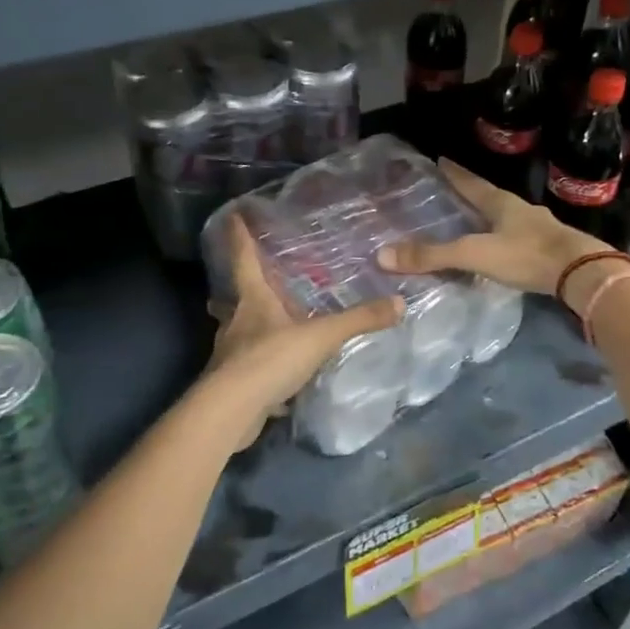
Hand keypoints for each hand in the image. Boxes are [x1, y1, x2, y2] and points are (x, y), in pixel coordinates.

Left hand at [202, 215, 404, 448]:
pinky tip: (273, 376)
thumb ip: (358, 320)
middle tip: (250, 284)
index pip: (244, 260)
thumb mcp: (320, 337)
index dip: (240, 237)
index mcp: (253, 301)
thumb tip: (399, 302)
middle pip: (233, 298)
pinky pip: (247, 368)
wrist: (231, 412)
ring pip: (237, 333)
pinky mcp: (231, 384)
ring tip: (263, 327)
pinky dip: (258, 367)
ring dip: (247, 328)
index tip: (233, 216)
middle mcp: (236, 322)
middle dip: (239, 290)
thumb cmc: (269, 360)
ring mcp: (230, 354)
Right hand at [377, 159, 606, 296]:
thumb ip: (433, 255)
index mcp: (500, 203)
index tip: (440, 159)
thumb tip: (383, 255)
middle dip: (471, 193)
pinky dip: (504, 237)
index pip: (470, 182)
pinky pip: (518, 237)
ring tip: (472, 220)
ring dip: (489, 216)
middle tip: (451, 191)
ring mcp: (538, 227)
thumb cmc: (526, 255)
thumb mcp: (474, 254)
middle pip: (489, 196)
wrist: (581, 273)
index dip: (454, 173)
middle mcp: (520, 209)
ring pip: (506, 216)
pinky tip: (500, 248)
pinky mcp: (550, 247)